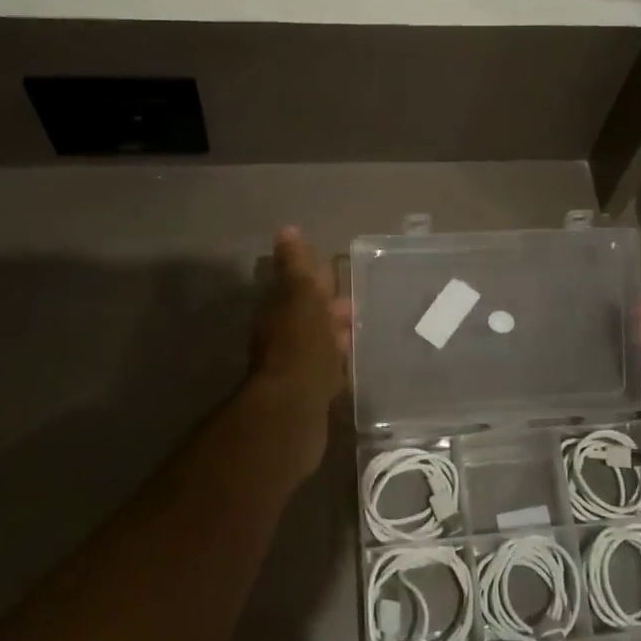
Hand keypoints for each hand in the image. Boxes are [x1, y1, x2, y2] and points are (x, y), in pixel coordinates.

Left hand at [250, 227, 351, 472]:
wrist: (294, 409)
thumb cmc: (301, 345)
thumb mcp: (300, 296)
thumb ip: (296, 266)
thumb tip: (287, 231)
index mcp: (280, 311)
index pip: (298, 287)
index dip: (316, 280)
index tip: (338, 272)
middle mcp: (282, 337)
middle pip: (308, 317)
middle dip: (329, 308)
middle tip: (355, 304)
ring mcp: (295, 367)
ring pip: (317, 344)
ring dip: (334, 336)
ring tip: (360, 332)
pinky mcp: (309, 395)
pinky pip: (325, 371)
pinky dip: (337, 364)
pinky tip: (353, 366)